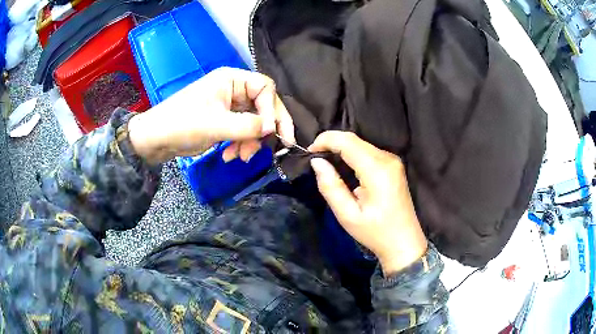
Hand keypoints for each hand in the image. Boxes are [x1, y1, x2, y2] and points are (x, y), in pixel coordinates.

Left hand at [128, 67, 294, 163]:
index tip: (269, 132)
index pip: (265, 88)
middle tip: (277, 147)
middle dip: (266, 128)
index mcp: (231, 80)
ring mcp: (230, 106)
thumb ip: (247, 126)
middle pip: (264, 105)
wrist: (156, 140)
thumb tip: (272, 129)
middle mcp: (234, 89)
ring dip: (251, 141)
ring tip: (241, 157)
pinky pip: (243, 131)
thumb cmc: (182, 125)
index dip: (271, 110)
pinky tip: (231, 156)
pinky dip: (241, 144)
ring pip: (255, 121)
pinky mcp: (225, 121)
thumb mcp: (216, 125)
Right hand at [309, 131, 426, 274]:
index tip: (309, 152)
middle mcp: (387, 159)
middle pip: (354, 140)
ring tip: (325, 162)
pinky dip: (352, 154)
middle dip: (331, 143)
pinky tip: (343, 166)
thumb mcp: (347, 215)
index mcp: (377, 170)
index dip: (325, 140)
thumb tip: (317, 162)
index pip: (348, 141)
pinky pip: (368, 151)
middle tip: (315, 158)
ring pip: (361, 143)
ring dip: (341, 148)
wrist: (404, 242)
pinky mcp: (393, 165)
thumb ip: (331, 186)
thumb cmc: (375, 233)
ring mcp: (393, 160)